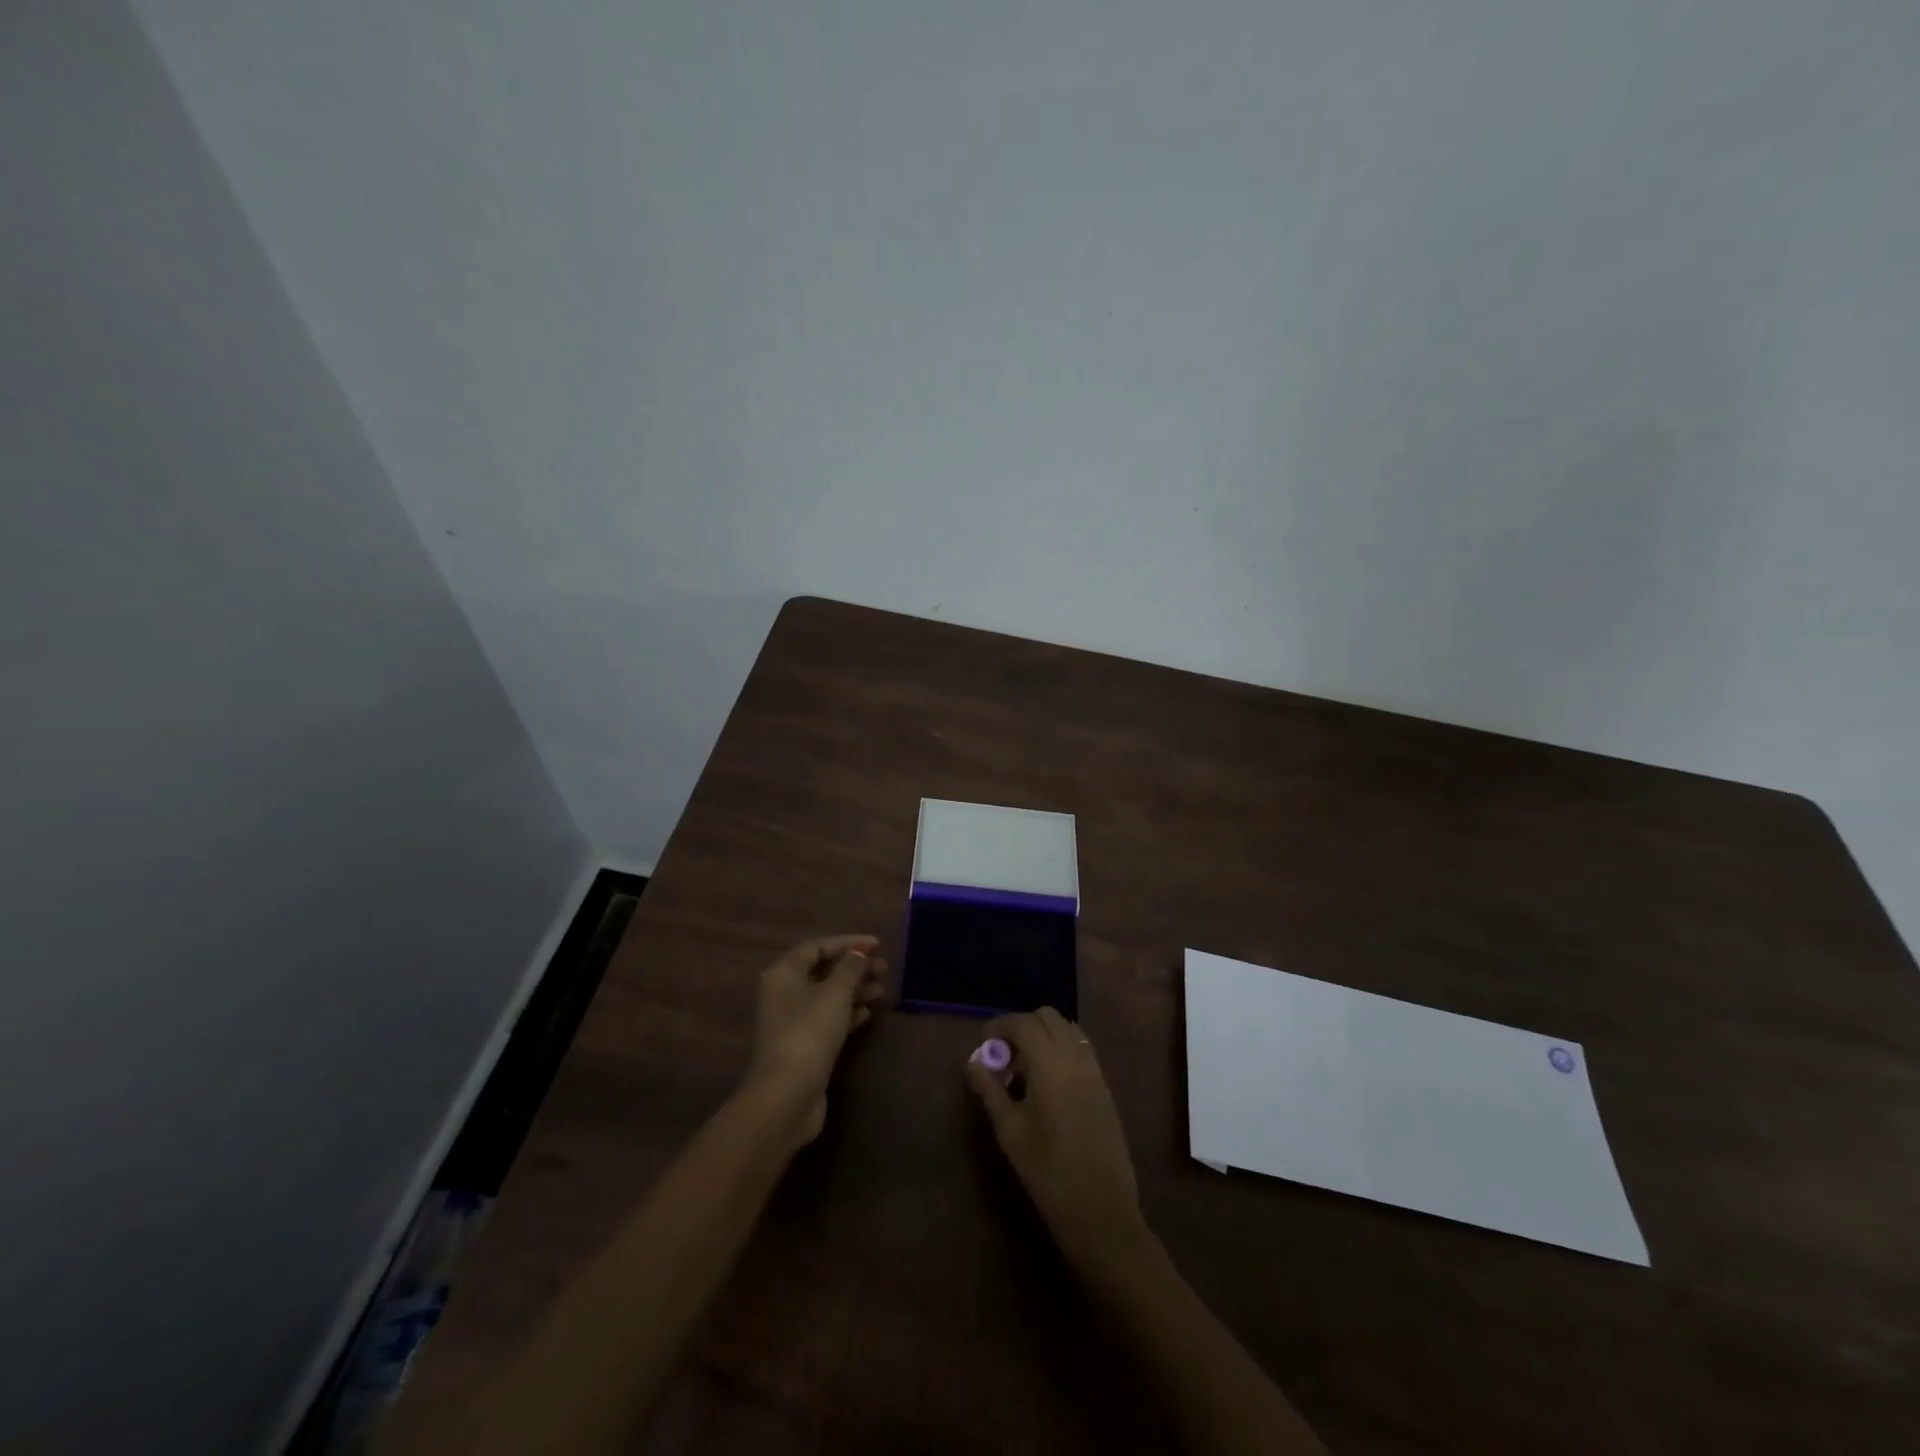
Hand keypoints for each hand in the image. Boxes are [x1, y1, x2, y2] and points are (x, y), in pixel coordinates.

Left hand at [745, 935, 888, 1145]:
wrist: (787, 1095)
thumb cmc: (809, 1032)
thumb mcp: (835, 993)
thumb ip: (850, 967)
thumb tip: (861, 950)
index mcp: (784, 973)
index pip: (817, 946)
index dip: (847, 942)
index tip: (877, 945)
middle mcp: (783, 993)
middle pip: (822, 971)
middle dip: (854, 968)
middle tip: (884, 969)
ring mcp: (792, 1021)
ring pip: (827, 996)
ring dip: (854, 990)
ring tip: (882, 989)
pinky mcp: (802, 1045)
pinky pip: (827, 1019)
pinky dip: (847, 1012)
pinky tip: (867, 1013)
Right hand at [965, 1007, 1147, 1269]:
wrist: (1101, 1210)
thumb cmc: (1048, 1171)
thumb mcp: (1010, 1131)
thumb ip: (990, 1090)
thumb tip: (972, 1063)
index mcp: (1051, 1063)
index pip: (1023, 1023)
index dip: (1000, 1026)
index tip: (984, 1044)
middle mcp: (1076, 1056)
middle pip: (1048, 1017)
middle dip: (1022, 1027)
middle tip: (1004, 1056)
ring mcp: (1095, 1070)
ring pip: (1067, 1029)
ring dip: (1043, 1036)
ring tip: (1024, 1070)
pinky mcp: (1104, 1086)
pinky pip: (1080, 1049)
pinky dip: (1061, 1050)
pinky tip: (1047, 1083)